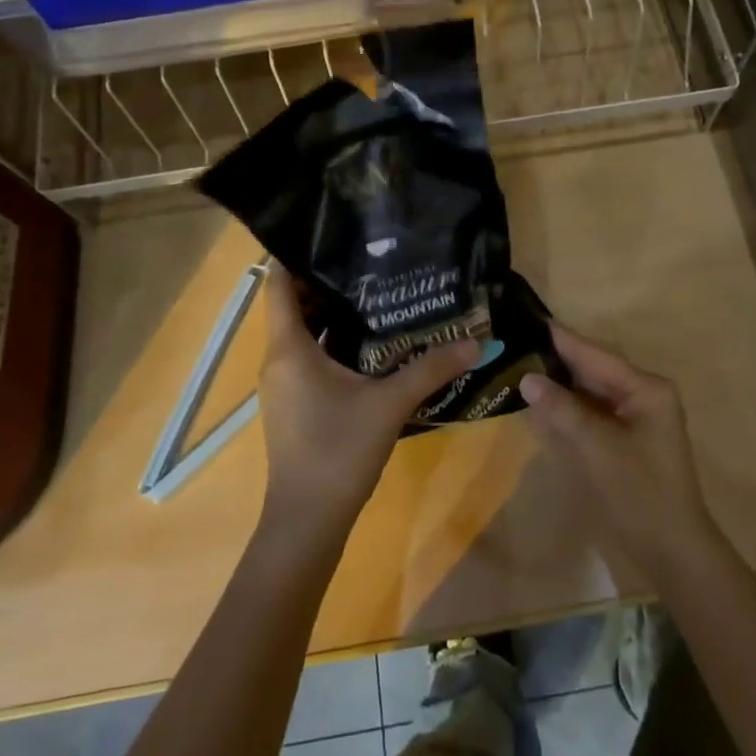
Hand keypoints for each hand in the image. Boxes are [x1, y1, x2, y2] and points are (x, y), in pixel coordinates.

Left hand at [256, 266, 478, 537]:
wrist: (307, 521)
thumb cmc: (338, 451)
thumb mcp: (389, 404)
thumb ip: (431, 368)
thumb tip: (476, 341)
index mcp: (289, 349)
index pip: (279, 285)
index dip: (296, 255)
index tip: (329, 233)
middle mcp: (279, 360)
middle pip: (294, 306)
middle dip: (326, 281)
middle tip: (369, 260)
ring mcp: (285, 385)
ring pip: (304, 334)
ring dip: (332, 314)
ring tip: (376, 292)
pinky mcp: (295, 404)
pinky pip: (310, 357)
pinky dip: (333, 342)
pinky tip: (372, 343)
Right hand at [519, 325, 721, 585]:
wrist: (671, 549)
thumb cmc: (639, 493)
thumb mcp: (597, 448)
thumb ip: (563, 410)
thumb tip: (527, 378)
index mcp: (646, 388)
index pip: (596, 355)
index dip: (562, 339)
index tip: (529, 319)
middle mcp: (643, 395)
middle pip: (593, 369)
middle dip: (557, 359)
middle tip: (516, 343)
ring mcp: (636, 417)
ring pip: (590, 391)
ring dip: (560, 383)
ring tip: (520, 364)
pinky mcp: (626, 439)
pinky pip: (592, 412)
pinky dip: (568, 407)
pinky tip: (541, 401)